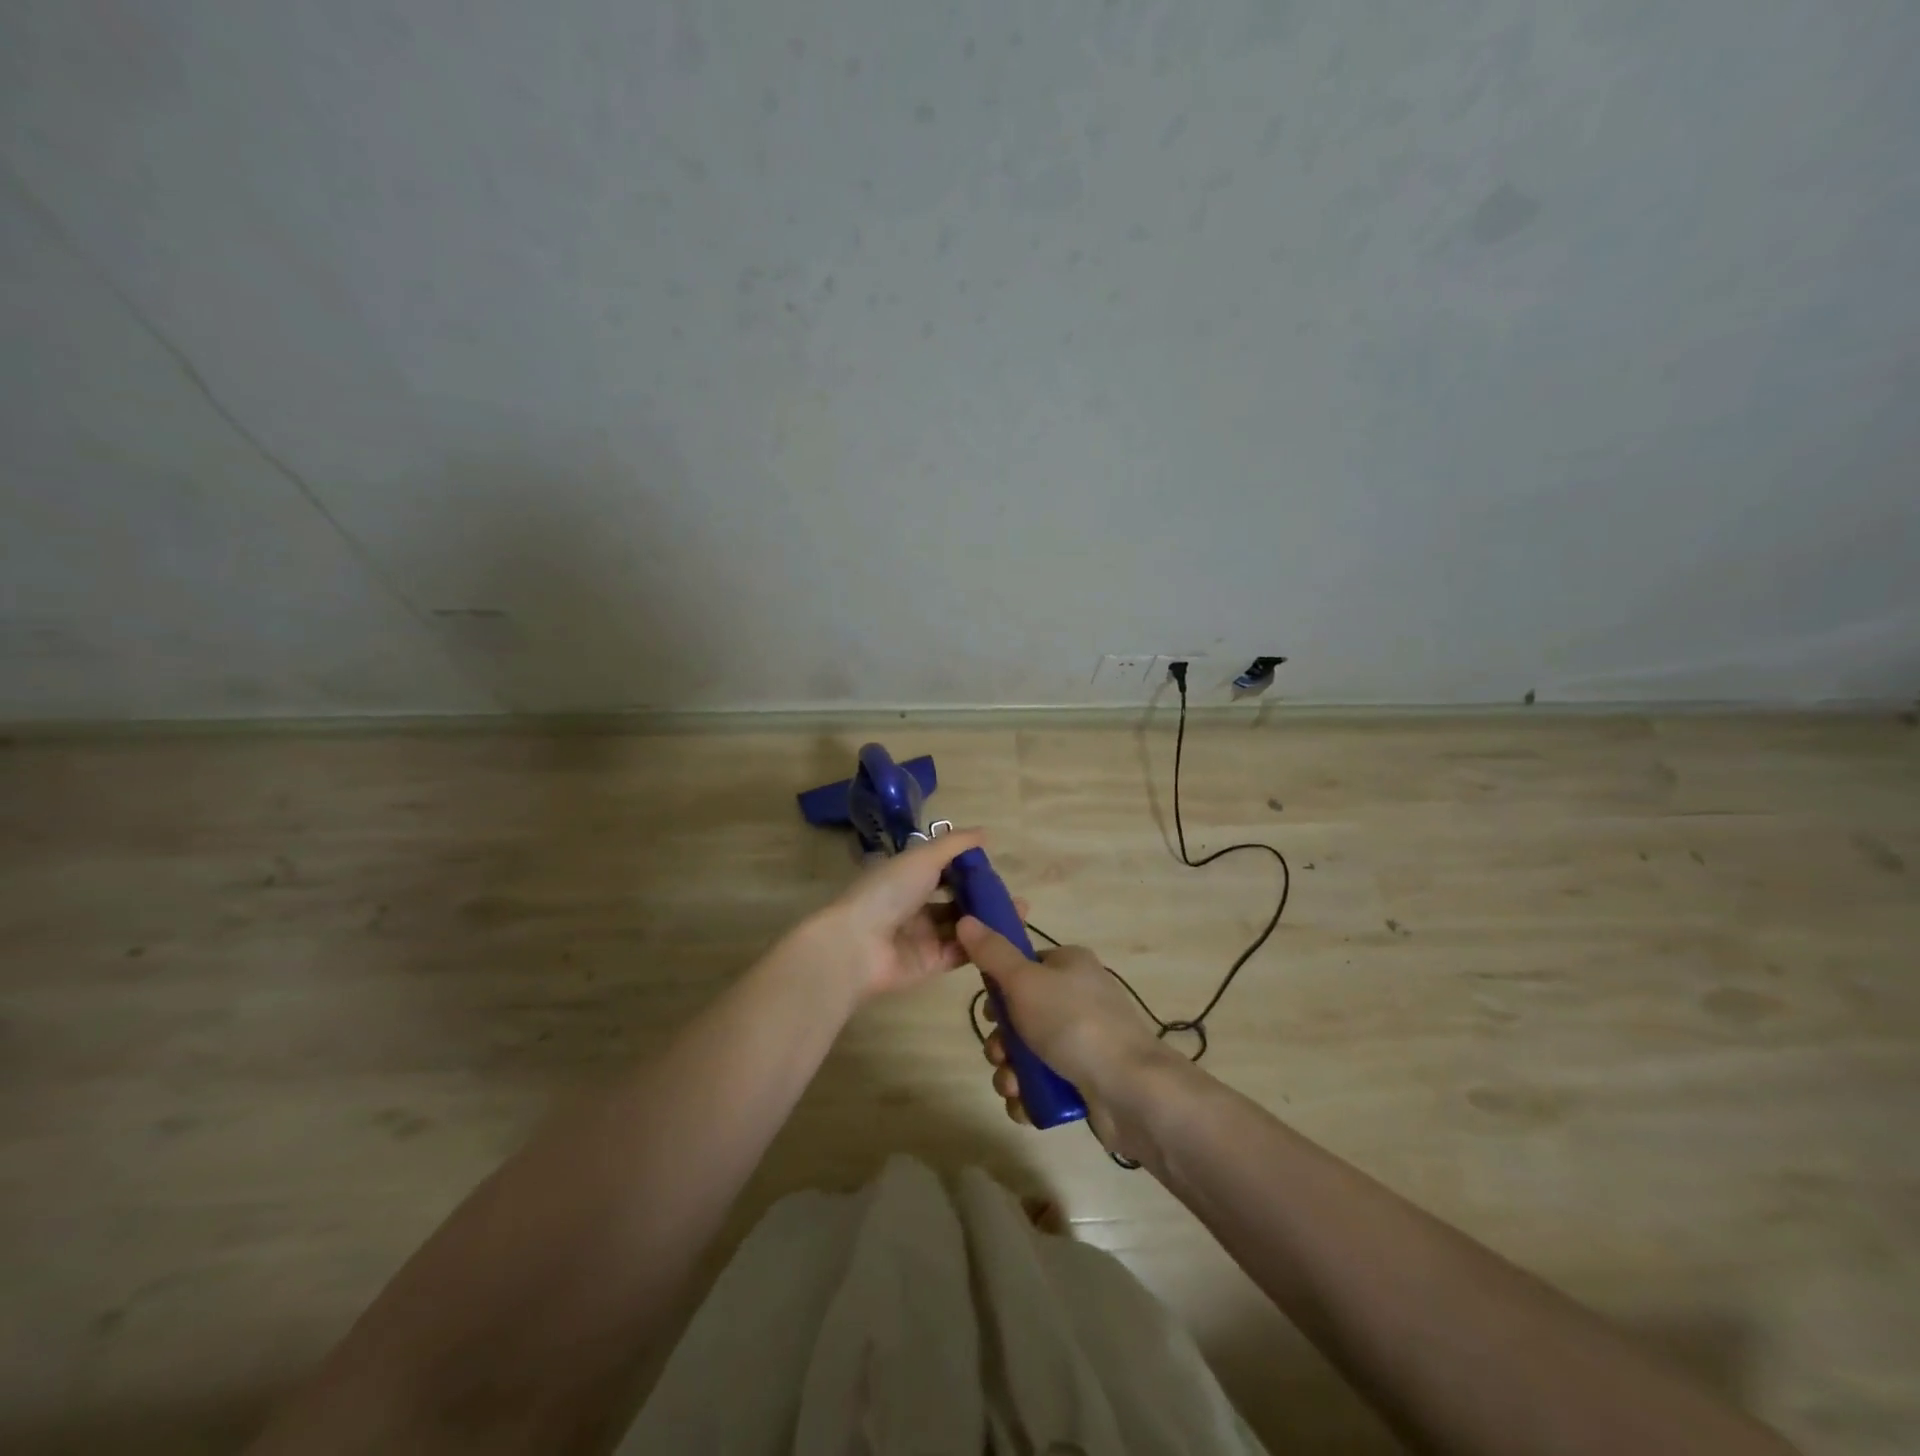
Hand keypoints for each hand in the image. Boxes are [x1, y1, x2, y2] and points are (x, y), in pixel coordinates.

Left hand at [798, 830, 1011, 1002]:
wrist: (859, 945)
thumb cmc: (888, 891)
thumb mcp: (922, 857)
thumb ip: (955, 844)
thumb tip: (985, 833)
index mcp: (906, 877)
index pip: (941, 869)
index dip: (967, 868)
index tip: (994, 867)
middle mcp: (914, 905)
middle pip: (955, 899)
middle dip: (983, 896)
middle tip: (1014, 895)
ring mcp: (922, 936)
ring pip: (962, 925)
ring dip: (988, 919)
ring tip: (1020, 912)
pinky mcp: (930, 963)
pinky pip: (961, 952)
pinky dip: (981, 944)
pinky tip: (1005, 936)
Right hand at [956, 916, 1178, 1153]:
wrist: (1129, 1089)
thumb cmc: (1073, 1023)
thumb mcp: (1024, 980)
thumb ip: (992, 953)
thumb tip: (966, 919)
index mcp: (1070, 965)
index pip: (1024, 966)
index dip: (1000, 988)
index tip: (990, 1010)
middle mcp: (1078, 998)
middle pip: (1021, 1014)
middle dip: (1002, 1040)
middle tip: (1000, 1052)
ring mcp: (1084, 1040)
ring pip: (1028, 1052)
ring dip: (1010, 1071)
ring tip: (1013, 1085)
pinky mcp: (1086, 1079)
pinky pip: (1044, 1083)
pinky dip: (1028, 1095)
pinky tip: (1024, 1104)